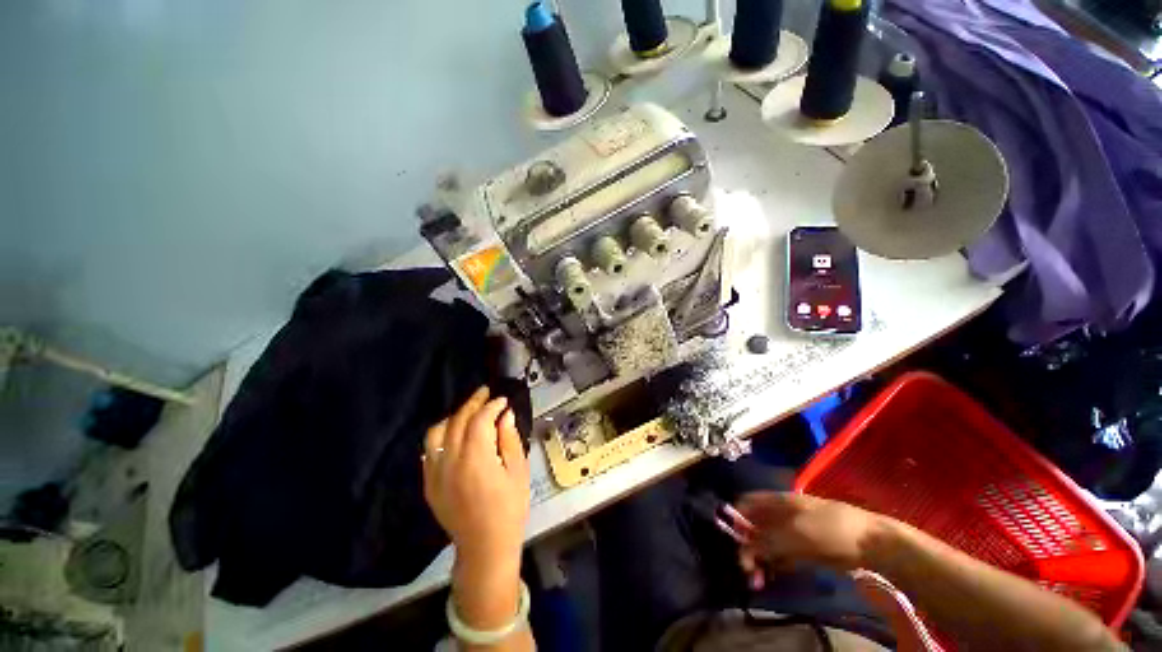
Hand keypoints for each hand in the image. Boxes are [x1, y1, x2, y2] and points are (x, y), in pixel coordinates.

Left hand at [423, 387, 530, 568]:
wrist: (484, 546)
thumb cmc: (509, 508)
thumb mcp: (518, 471)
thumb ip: (510, 440)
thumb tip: (505, 415)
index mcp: (476, 458)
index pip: (480, 420)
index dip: (492, 405)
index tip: (503, 400)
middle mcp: (450, 461)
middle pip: (457, 421)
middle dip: (473, 403)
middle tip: (486, 393)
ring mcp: (435, 473)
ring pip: (437, 432)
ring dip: (453, 416)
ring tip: (468, 411)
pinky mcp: (429, 484)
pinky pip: (429, 451)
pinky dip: (441, 435)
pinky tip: (454, 434)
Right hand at [734, 492, 882, 586]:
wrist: (871, 544)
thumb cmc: (830, 529)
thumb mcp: (795, 533)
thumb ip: (767, 540)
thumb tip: (743, 548)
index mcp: (777, 501)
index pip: (747, 503)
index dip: (736, 518)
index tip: (734, 540)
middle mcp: (780, 514)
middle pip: (755, 526)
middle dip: (747, 546)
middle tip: (748, 570)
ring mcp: (792, 532)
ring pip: (766, 543)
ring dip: (759, 560)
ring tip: (759, 581)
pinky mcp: (803, 549)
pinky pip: (781, 556)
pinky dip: (773, 566)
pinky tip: (771, 577)